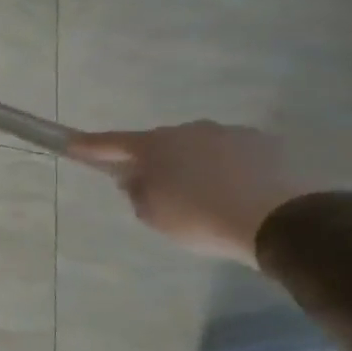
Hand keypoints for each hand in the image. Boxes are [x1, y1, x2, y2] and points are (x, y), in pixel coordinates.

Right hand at [67, 121, 311, 264]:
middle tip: (151, 189)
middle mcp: (189, 130)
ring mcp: (230, 133)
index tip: (70, 142)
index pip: (112, 143)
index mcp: (156, 146)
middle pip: (159, 144)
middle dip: (152, 161)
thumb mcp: (154, 215)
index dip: (89, 145)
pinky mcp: (265, 144)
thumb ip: (137, 192)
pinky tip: (232, 193)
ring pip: (197, 148)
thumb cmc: (200, 218)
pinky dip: (223, 170)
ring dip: (191, 165)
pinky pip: (230, 155)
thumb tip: (136, 178)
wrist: (280, 220)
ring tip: (201, 196)